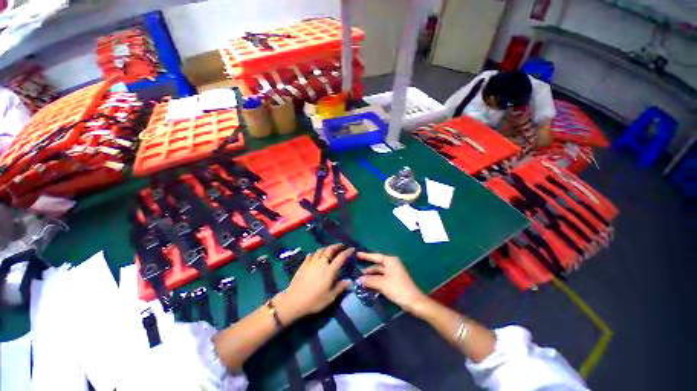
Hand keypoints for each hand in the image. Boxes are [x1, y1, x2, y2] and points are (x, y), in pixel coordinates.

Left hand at [279, 244, 352, 320]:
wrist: (293, 301)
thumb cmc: (314, 300)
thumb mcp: (330, 297)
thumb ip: (340, 287)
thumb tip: (349, 280)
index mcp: (330, 270)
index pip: (341, 257)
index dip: (347, 252)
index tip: (352, 249)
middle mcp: (321, 263)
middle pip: (330, 249)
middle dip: (337, 246)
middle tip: (341, 246)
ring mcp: (311, 262)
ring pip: (320, 250)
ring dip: (326, 248)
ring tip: (329, 250)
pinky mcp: (303, 265)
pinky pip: (310, 255)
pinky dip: (315, 254)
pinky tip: (315, 256)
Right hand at [358, 252, 425, 313]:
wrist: (414, 301)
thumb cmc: (397, 288)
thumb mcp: (382, 283)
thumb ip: (370, 280)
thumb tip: (359, 279)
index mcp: (390, 261)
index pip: (375, 256)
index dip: (366, 256)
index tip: (357, 254)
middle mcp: (392, 264)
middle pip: (377, 264)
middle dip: (368, 268)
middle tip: (357, 269)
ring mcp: (394, 272)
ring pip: (380, 272)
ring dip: (372, 275)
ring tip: (361, 279)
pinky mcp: (395, 280)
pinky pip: (382, 277)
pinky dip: (376, 280)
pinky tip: (369, 284)